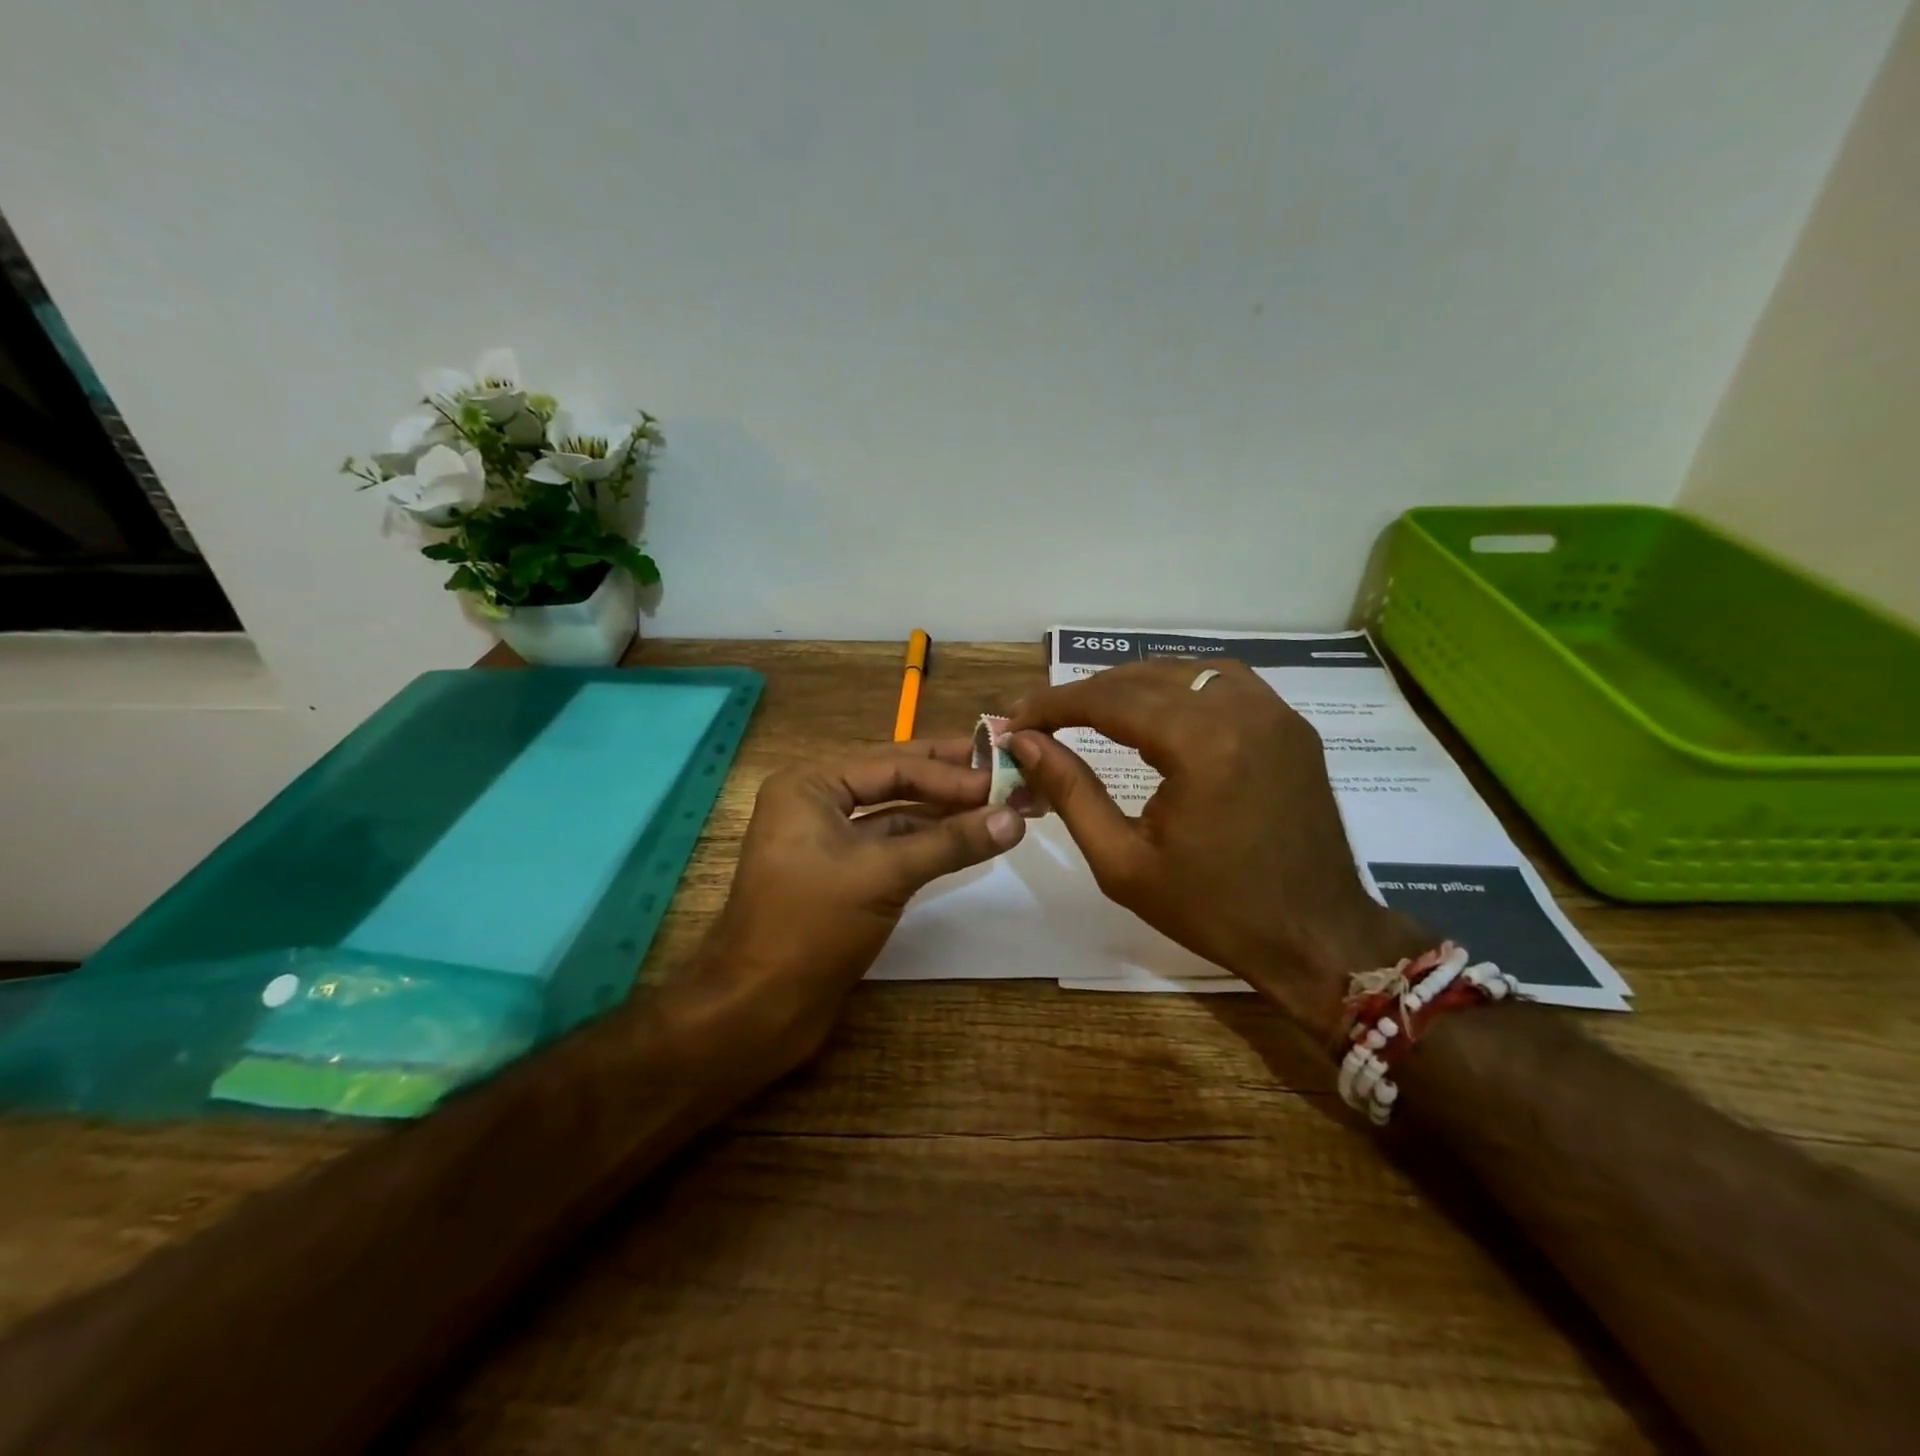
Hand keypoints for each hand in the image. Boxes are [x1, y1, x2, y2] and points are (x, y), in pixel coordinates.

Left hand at [683, 741, 1026, 1065]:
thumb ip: (951, 842)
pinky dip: (928, 843)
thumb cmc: (812, 926)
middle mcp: (816, 803)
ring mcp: (827, 841)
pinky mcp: (841, 876)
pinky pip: (891, 847)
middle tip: (1005, 772)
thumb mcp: (884, 874)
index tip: (1004, 778)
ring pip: (896, 815)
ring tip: (998, 806)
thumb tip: (1015, 818)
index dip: (951, 772)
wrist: (759, 1008)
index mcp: (810, 785)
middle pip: (894, 781)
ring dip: (943, 813)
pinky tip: (967, 840)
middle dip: (949, 780)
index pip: (893, 764)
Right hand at [1006, 661, 1427, 1040]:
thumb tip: (1026, 742)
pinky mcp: (1291, 726)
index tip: (1016, 719)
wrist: (1314, 937)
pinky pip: (1225, 683)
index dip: (1055, 704)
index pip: (1110, 700)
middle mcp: (1242, 711)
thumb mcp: (1123, 862)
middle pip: (1144, 677)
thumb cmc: (1213, 910)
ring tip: (1093, 712)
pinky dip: (1180, 688)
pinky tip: (1159, 713)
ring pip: (1185, 671)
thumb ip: (1071, 792)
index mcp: (1201, 745)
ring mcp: (1275, 713)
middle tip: (1045, 719)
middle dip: (1087, 694)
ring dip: (1133, 685)